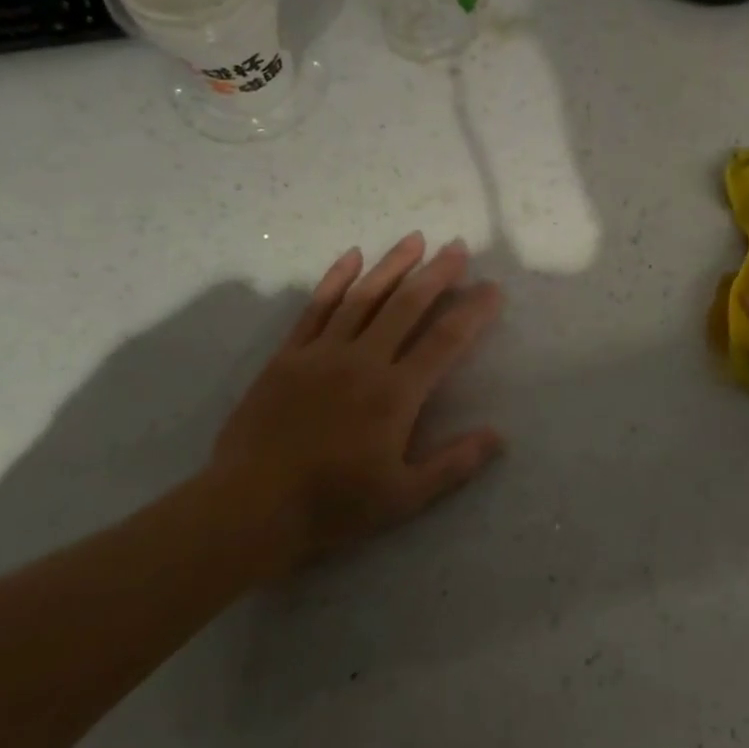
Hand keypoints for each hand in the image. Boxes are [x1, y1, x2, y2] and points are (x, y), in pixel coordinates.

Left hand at [205, 233, 503, 574]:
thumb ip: (454, 464)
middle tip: (458, 247)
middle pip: (407, 305)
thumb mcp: (404, 497)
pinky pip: (316, 307)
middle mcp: (363, 361)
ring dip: (392, 265)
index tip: (492, 289)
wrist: (250, 508)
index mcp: (396, 393)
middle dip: (437, 273)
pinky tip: (351, 256)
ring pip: (364, 296)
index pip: (445, 340)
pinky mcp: (288, 356)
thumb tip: (498, 436)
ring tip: (415, 239)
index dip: (473, 311)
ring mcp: (322, 353)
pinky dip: (335, 279)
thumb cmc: (333, 505)